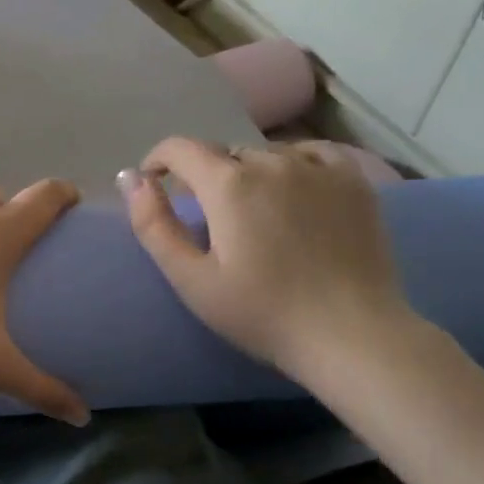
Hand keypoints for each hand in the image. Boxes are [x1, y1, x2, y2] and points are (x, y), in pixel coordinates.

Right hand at [120, 137, 418, 384]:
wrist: (350, 335)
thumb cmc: (262, 313)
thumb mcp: (191, 279)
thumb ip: (153, 224)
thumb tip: (129, 177)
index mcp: (228, 184)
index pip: (181, 148)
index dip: (159, 161)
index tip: (155, 184)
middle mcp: (272, 162)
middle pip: (224, 155)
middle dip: (206, 177)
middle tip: (209, 220)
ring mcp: (319, 167)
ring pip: (267, 155)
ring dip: (249, 175)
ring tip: (254, 213)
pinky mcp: (354, 181)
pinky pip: (312, 155)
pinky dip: (293, 166)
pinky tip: (296, 193)